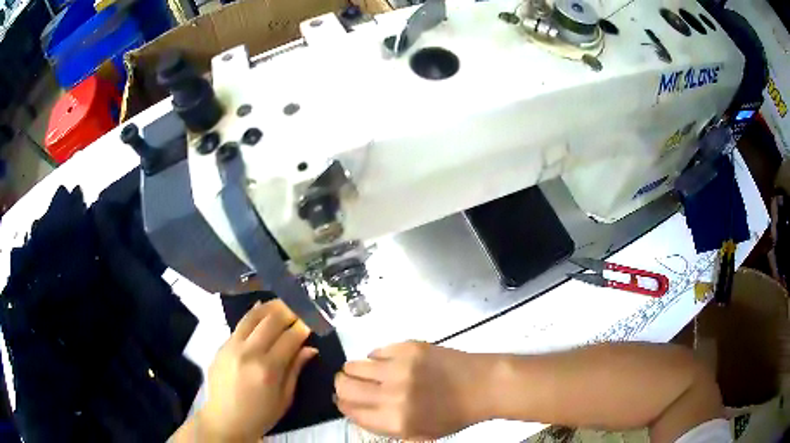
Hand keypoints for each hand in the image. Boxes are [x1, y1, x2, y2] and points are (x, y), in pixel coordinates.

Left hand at [197, 300, 316, 440]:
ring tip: (282, 303)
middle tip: (300, 308)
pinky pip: (240, 325)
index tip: (312, 321)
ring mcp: (231, 346)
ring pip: (252, 316)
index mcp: (267, 369)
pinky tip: (262, 310)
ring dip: (270, 307)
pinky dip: (253, 315)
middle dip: (289, 311)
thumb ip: (295, 370)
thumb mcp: (284, 398)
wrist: (225, 420)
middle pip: (271, 321)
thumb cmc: (260, 415)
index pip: (289, 338)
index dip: (303, 327)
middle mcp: (248, 353)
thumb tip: (310, 348)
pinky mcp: (221, 346)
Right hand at [335, 341, 496, 439]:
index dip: (342, 405)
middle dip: (342, 386)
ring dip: (356, 371)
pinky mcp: (408, 347)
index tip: (345, 401)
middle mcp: (392, 394)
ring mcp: (399, 367)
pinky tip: (391, 363)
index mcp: (395, 420)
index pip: (349, 410)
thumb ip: (383, 426)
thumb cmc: (452, 416)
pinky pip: (375, 351)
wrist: (482, 386)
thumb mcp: (418, 434)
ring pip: (354, 365)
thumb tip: (354, 409)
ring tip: (371, 374)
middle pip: (344, 386)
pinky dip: (377, 359)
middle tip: (352, 385)